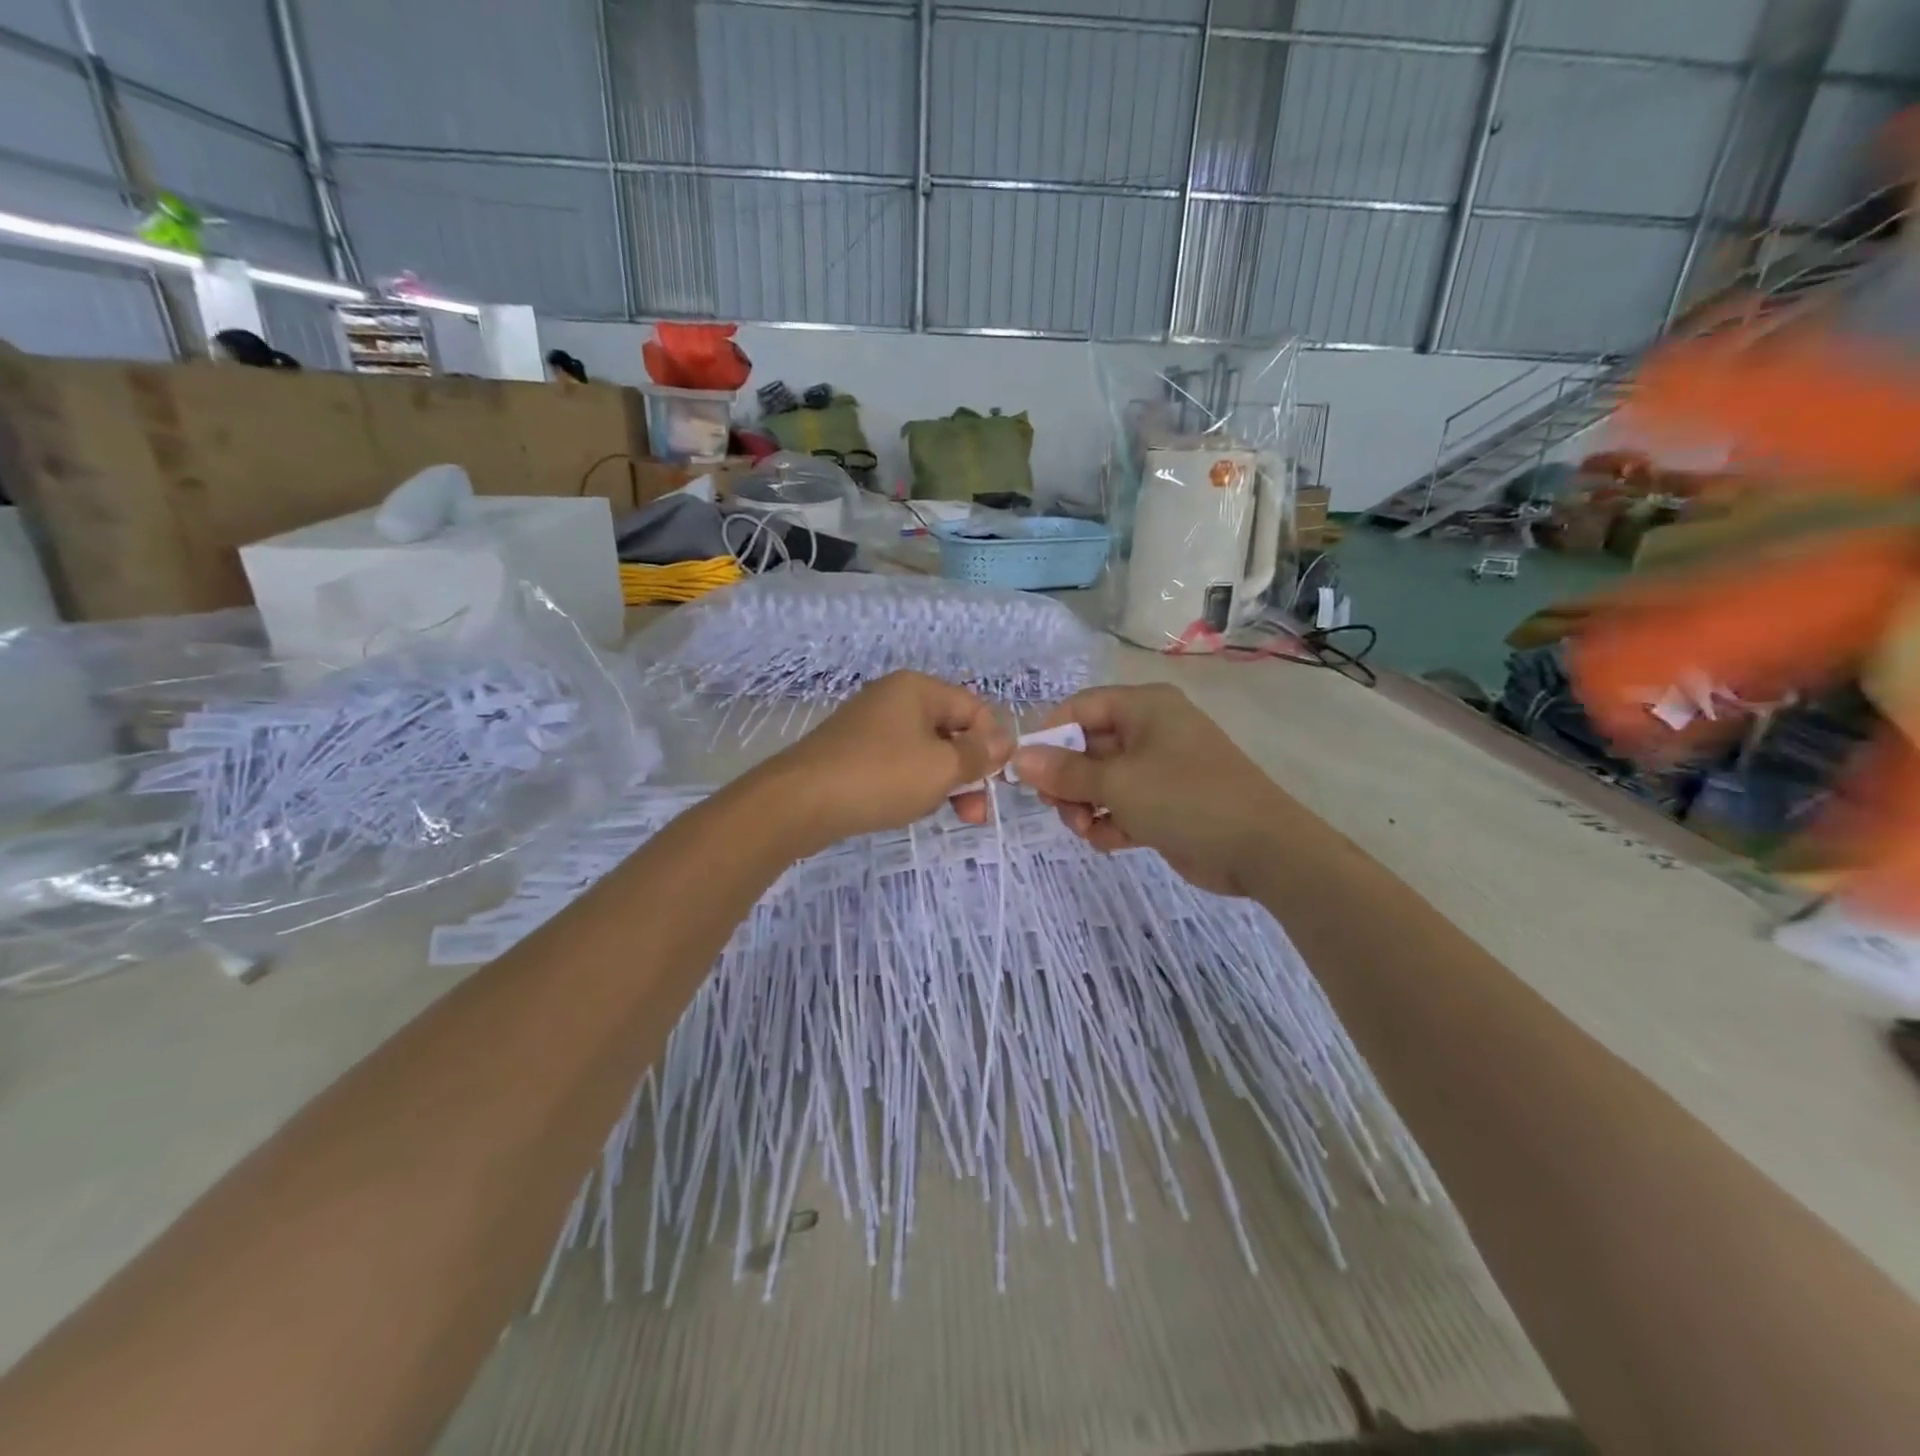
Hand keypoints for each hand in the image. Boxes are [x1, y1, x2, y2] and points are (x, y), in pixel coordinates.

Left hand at [750, 671, 1012, 850]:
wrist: (800, 802)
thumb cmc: (880, 777)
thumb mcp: (942, 767)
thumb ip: (979, 754)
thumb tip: (1005, 742)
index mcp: (918, 689)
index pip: (974, 708)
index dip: (992, 744)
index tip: (997, 783)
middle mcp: (893, 698)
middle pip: (950, 730)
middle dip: (968, 770)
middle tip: (974, 812)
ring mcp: (869, 724)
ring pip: (925, 750)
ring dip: (942, 781)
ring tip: (940, 812)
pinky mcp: (852, 751)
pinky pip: (897, 763)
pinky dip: (912, 783)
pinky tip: (909, 807)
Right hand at [1012, 684, 1286, 896]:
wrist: (1262, 849)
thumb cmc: (1185, 798)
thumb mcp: (1118, 783)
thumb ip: (1065, 772)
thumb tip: (1019, 759)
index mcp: (1144, 707)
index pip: (1080, 707)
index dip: (1049, 735)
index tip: (1025, 769)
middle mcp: (1152, 731)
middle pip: (1088, 747)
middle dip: (1068, 781)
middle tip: (1056, 808)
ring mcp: (1161, 768)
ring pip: (1103, 781)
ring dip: (1087, 806)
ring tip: (1087, 830)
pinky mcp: (1167, 803)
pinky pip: (1124, 805)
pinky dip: (1112, 822)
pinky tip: (1111, 842)